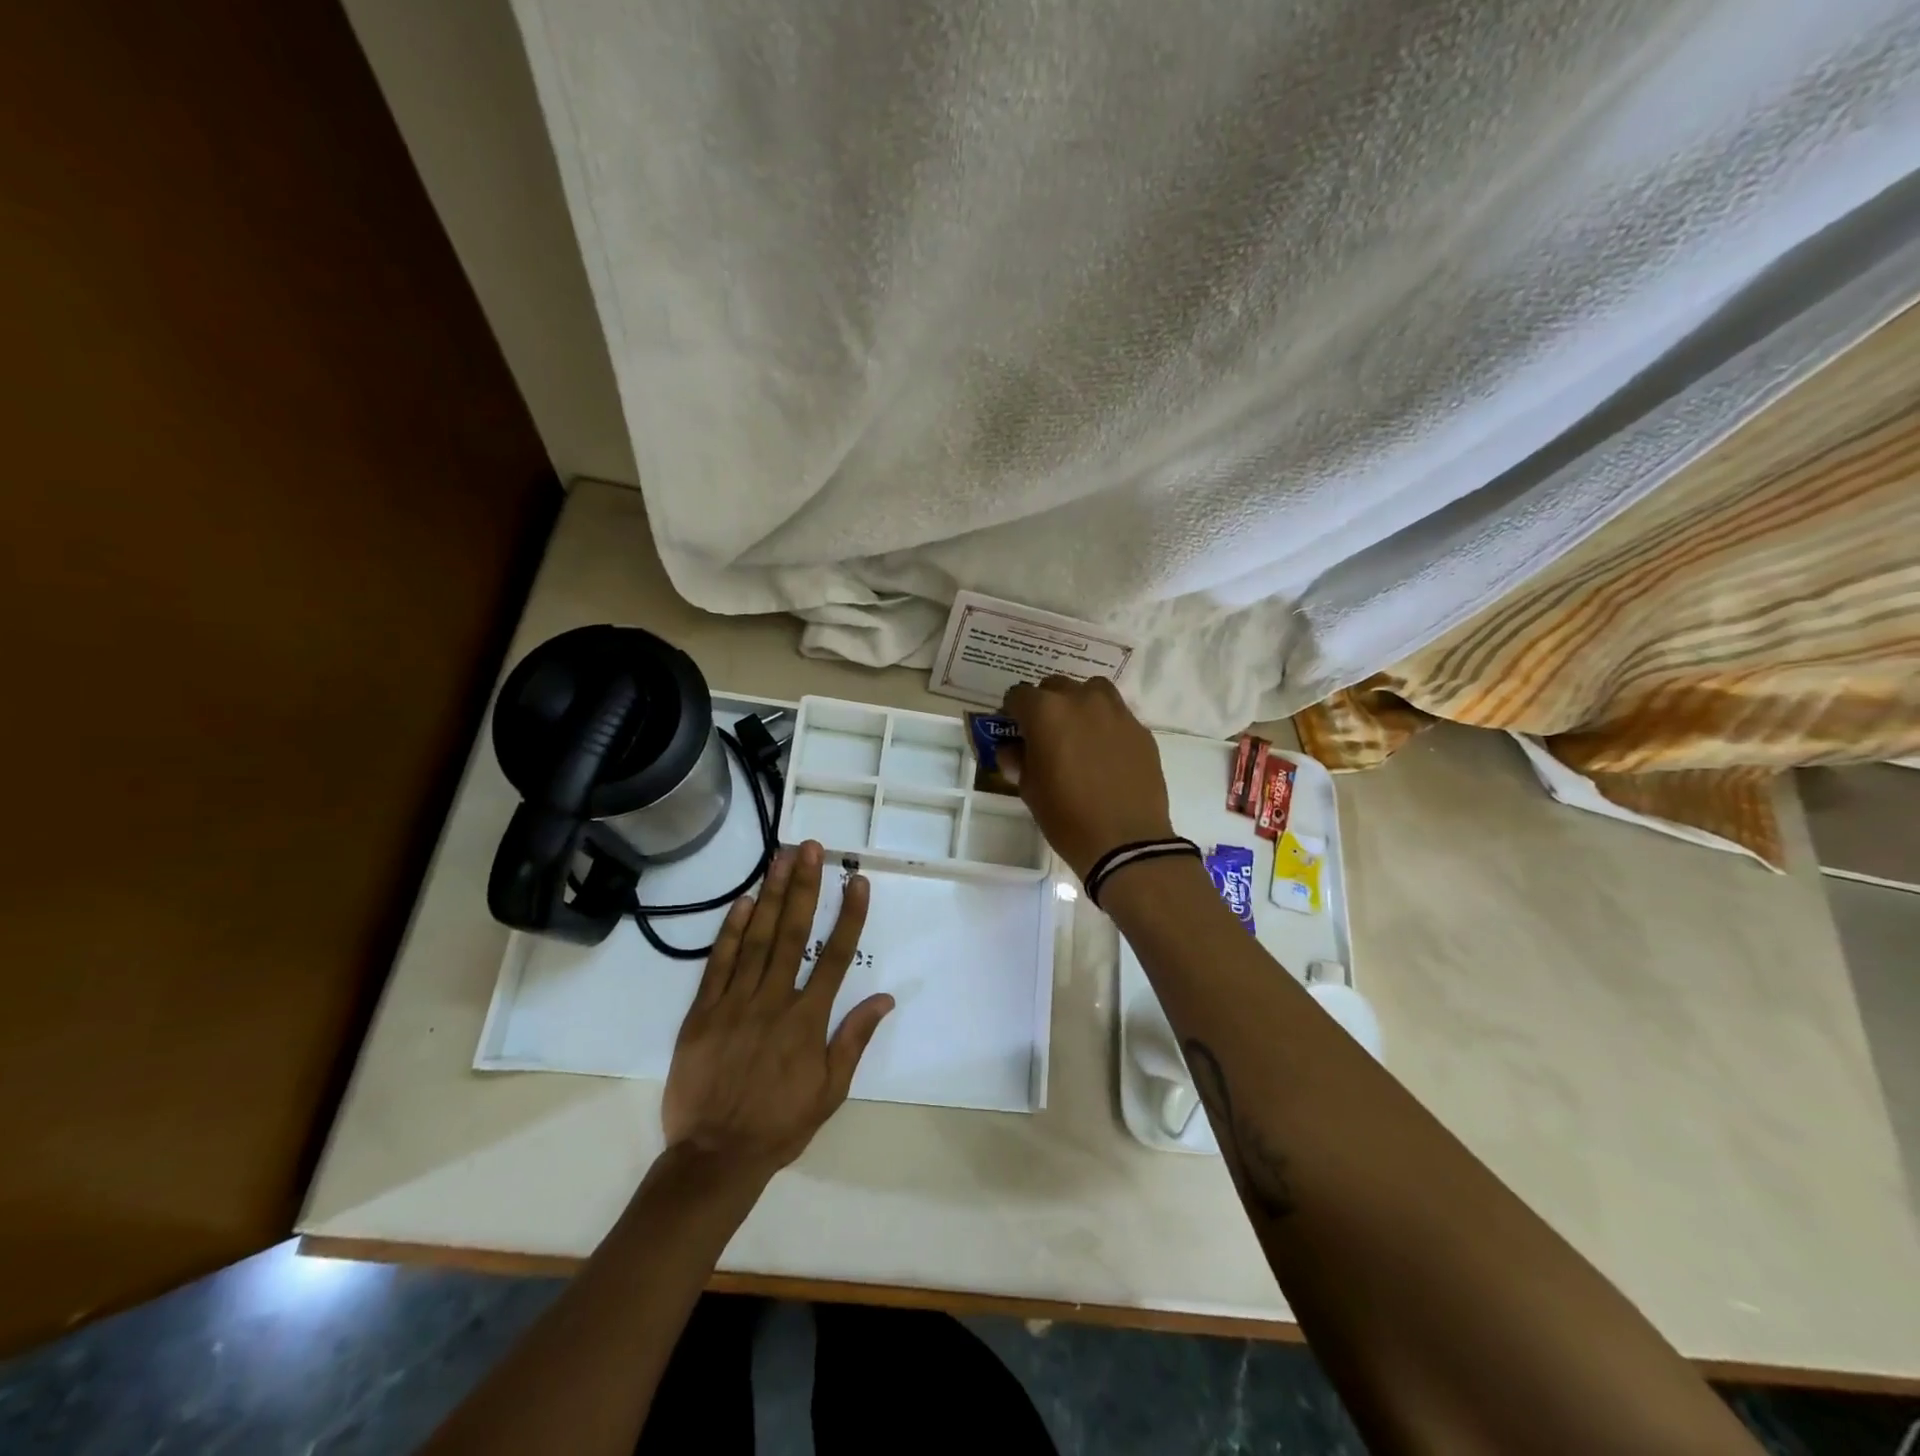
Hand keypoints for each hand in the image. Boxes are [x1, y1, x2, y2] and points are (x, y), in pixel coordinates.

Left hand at [662, 841, 893, 1184]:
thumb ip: (854, 1039)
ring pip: (756, 939)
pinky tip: (743, 902)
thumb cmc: (780, 1124)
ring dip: (772, 896)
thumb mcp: (830, 1091)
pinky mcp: (702, 1012)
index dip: (848, 916)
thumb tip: (885, 997)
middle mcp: (774, 1001)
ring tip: (781, 858)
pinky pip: (718, 964)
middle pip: (792, 934)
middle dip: (805, 887)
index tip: (857, 881)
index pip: (835, 957)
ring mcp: (735, 1003)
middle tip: (810, 848)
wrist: (714, 1157)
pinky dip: (730, 931)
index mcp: (808, 1021)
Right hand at [1001, 676, 1175, 880]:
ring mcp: (1116, 712)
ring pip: (1091, 691)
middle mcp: (1081, 700)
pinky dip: (1105, 724)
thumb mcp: (1029, 789)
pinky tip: (1105, 753)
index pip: (1018, 695)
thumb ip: (1017, 759)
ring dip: (1079, 704)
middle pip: (1054, 687)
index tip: (1014, 732)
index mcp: (1046, 712)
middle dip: (1045, 706)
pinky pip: (1116, 715)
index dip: (1012, 713)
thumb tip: (1013, 749)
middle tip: (1045, 735)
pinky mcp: (1140, 729)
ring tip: (1078, 734)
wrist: (1126, 841)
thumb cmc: (1066, 816)